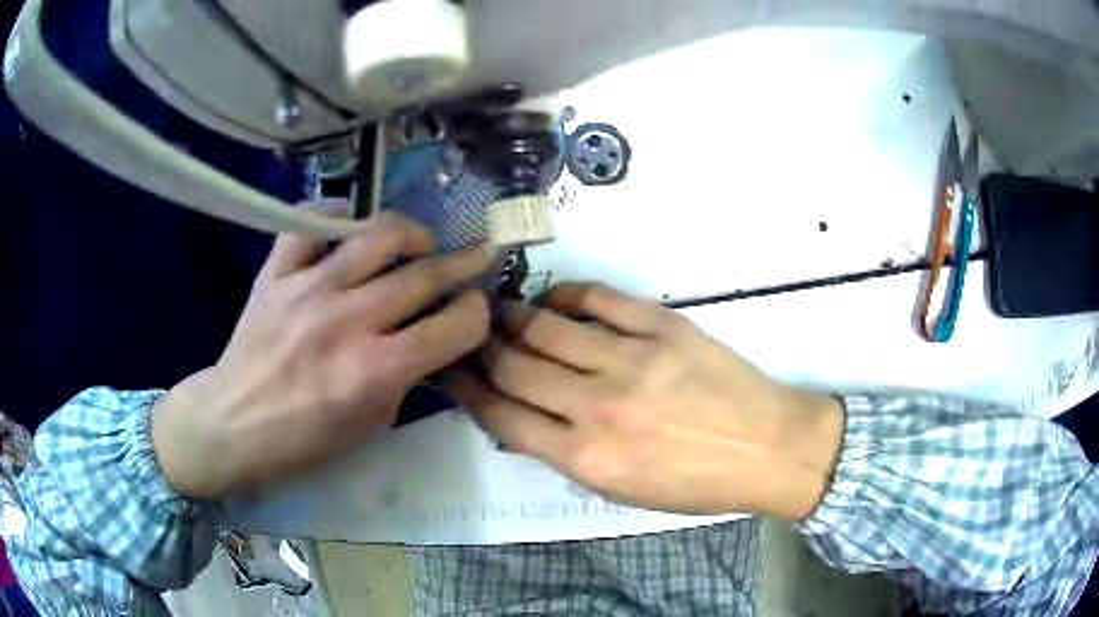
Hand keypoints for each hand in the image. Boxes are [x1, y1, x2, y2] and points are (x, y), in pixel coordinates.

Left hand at [152, 214, 492, 499]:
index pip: (455, 324)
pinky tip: (349, 225)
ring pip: (377, 234)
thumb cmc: (304, 440)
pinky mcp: (275, 273)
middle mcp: (347, 321)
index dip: (477, 312)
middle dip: (465, 263)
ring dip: (413, 232)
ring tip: (419, 242)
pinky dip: (335, 215)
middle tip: (477, 256)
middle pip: (425, 274)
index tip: (476, 308)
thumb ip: (406, 378)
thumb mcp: (370, 425)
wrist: (232, 424)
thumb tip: (430, 338)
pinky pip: (309, 222)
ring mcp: (307, 288)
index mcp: (377, 371)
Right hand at [444, 283, 844, 520]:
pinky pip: (597, 298)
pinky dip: (566, 294)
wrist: (767, 449)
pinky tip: (553, 298)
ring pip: (545, 326)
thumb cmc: (694, 483)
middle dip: (478, 346)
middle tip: (467, 333)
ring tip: (498, 310)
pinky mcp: (661, 325)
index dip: (465, 388)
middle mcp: (597, 406)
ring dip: (512, 315)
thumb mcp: (620, 490)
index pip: (501, 414)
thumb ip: (565, 452)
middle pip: (513, 364)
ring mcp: (630, 358)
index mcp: (585, 457)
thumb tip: (521, 413)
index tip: (450, 369)